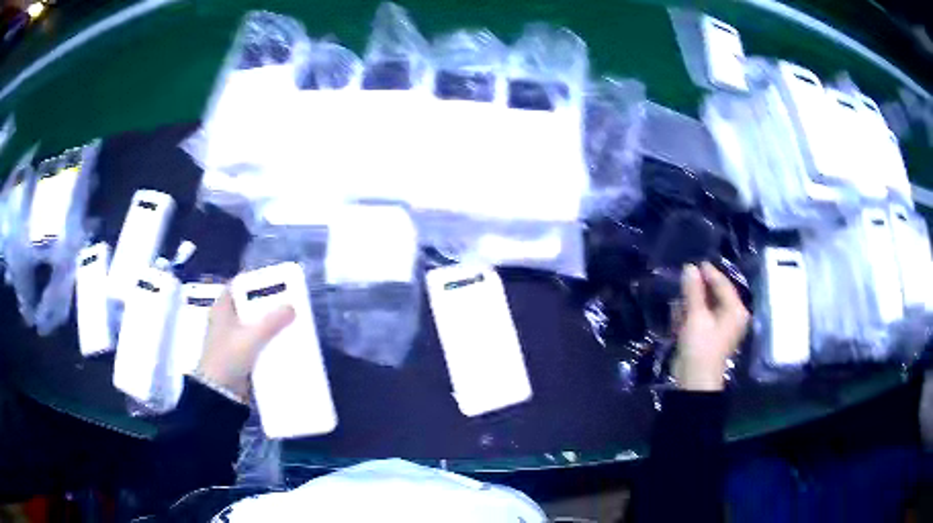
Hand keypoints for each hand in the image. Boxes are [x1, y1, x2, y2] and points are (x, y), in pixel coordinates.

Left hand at [196, 288, 294, 400]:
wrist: (219, 393)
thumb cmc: (228, 357)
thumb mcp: (251, 337)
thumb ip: (272, 322)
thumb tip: (292, 307)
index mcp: (222, 309)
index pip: (237, 286)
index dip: (254, 281)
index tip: (274, 281)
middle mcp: (226, 321)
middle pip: (249, 306)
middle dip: (267, 304)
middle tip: (288, 302)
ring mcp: (232, 339)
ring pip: (254, 325)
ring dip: (269, 325)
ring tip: (290, 322)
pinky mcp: (240, 356)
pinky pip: (257, 343)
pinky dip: (268, 342)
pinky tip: (283, 343)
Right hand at [673, 262, 749, 391]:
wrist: (695, 380)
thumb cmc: (701, 346)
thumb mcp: (696, 316)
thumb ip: (693, 291)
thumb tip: (689, 267)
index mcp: (736, 310)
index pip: (723, 284)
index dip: (708, 272)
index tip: (692, 262)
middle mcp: (732, 316)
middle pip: (715, 294)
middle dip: (698, 287)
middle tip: (683, 277)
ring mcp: (721, 326)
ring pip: (706, 305)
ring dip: (692, 301)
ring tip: (679, 296)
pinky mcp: (709, 335)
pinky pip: (701, 317)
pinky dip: (691, 314)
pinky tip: (679, 313)